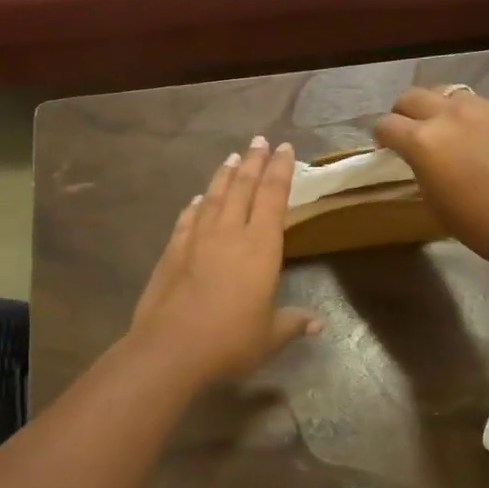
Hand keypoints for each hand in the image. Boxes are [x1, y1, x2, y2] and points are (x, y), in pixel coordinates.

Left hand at [127, 137, 319, 385]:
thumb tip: (317, 323)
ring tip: (233, 157)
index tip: (284, 148)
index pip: (273, 197)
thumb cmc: (230, 340)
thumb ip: (292, 323)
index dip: (280, 170)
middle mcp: (230, 232)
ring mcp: (198, 238)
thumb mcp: (270, 336)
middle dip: (254, 161)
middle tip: (259, 140)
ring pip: (214, 195)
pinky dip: (195, 205)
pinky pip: (188, 218)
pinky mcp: (173, 249)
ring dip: (225, 175)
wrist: (171, 347)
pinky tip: (197, 199)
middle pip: (244, 187)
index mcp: (260, 246)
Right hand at [374, 87, 488, 273]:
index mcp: (422, 140)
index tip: (387, 148)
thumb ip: (418, 166)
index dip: (382, 137)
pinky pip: (479, 105)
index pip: (386, 124)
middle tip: (410, 132)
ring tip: (446, 130)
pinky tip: (481, 139)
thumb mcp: (431, 198)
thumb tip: (418, 157)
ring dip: (437, 108)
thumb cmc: (476, 224)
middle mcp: (448, 115)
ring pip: (446, 94)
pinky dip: (470, 117)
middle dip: (403, 113)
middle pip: (411, 97)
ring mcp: (482, 109)